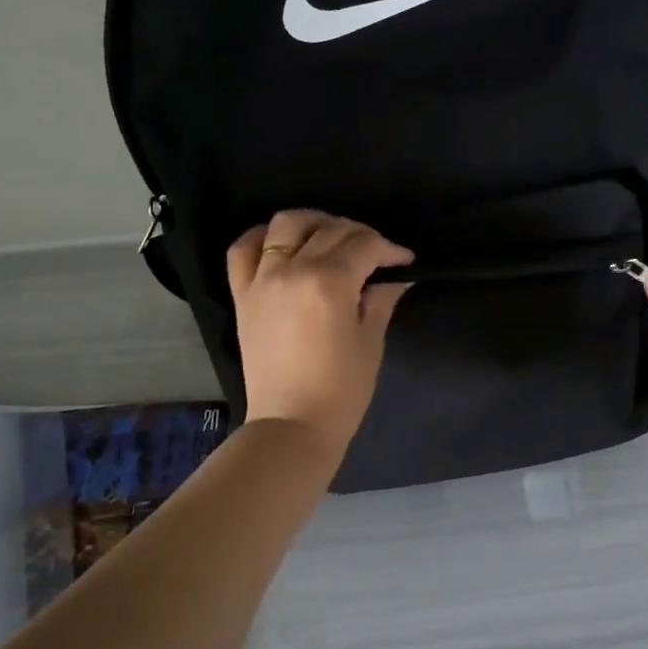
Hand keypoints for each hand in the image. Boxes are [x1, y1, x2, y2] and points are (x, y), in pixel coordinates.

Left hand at [226, 210, 413, 452]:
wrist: (291, 426)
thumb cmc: (341, 390)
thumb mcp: (370, 341)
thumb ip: (381, 298)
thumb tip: (397, 275)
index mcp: (329, 283)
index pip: (365, 245)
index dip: (390, 248)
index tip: (404, 260)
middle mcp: (292, 270)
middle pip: (330, 229)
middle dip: (360, 235)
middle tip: (376, 254)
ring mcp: (262, 279)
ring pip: (285, 224)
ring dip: (314, 223)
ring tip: (330, 238)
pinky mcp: (242, 294)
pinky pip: (243, 249)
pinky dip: (262, 237)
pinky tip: (282, 244)